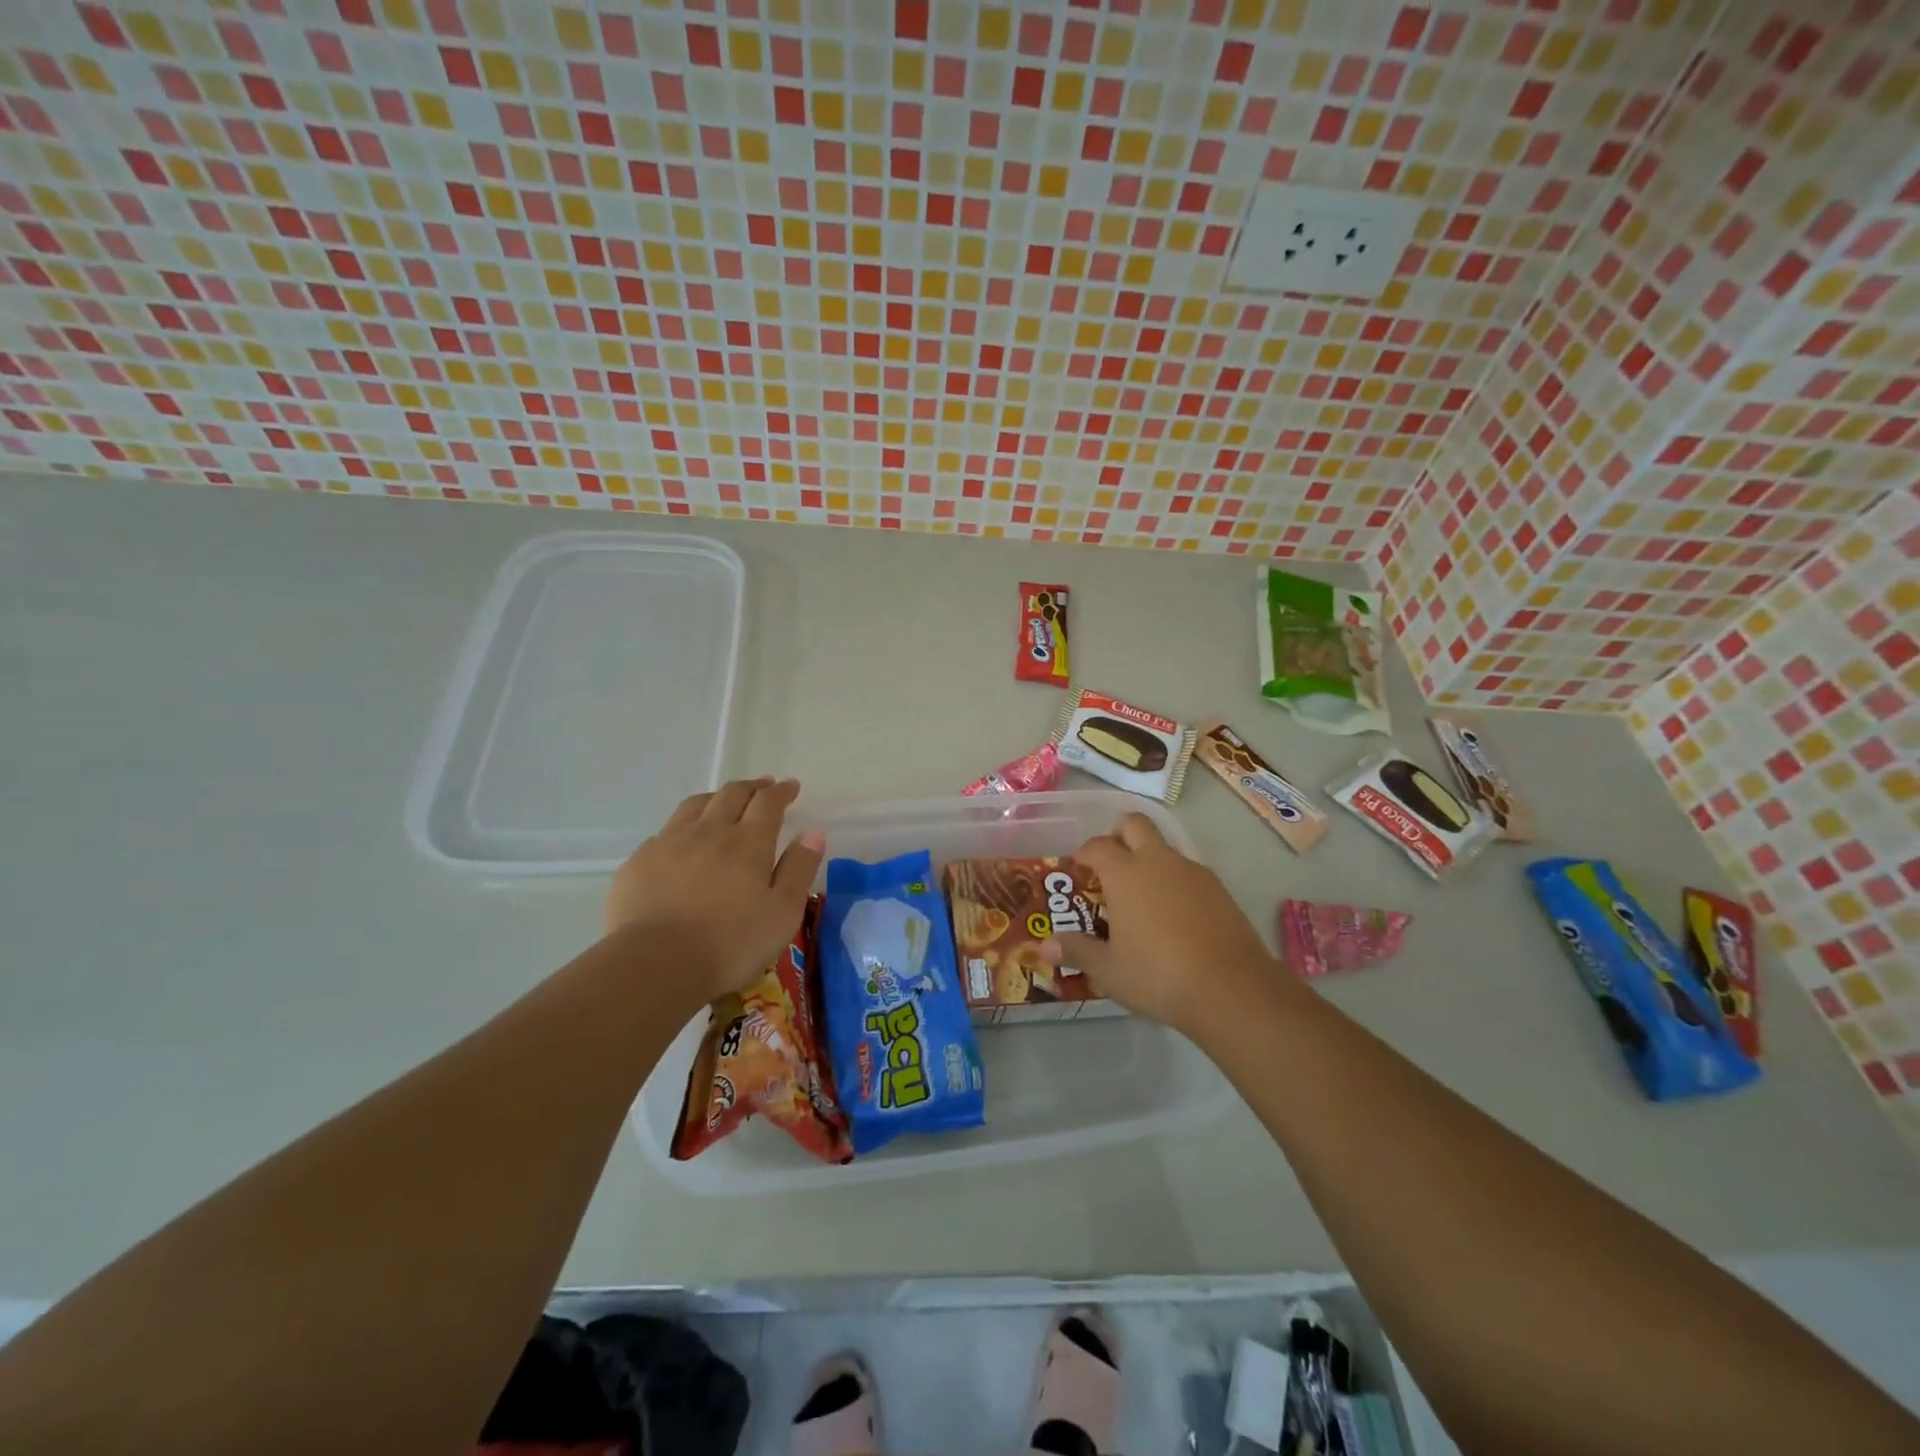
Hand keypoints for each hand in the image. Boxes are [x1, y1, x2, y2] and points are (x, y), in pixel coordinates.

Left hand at [604, 777, 825, 1003]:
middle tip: (763, 786)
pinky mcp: (639, 863)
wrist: (655, 963)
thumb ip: (799, 869)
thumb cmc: (731, 943)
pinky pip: (664, 832)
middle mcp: (709, 832)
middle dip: (752, 787)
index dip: (781, 791)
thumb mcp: (783, 912)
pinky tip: (681, 842)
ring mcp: (669, 843)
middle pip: (731, 794)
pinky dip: (682, 827)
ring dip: (716, 797)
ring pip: (695, 805)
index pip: (768, 803)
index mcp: (748, 842)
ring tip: (724, 801)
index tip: (791, 786)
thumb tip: (813, 833)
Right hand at [1042, 812, 1278, 1032]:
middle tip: (1111, 863)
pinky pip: (1188, 872)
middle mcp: (1158, 861)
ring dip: (1149, 860)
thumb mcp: (1108, 970)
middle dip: (1119, 833)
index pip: (1097, 845)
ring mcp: (1193, 872)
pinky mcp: (1219, 890)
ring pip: (1165, 848)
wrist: (1231, 989)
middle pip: (1135, 824)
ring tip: (1142, 899)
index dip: (1085, 852)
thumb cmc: (1157, 975)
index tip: (1079, 867)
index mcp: (1124, 873)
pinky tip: (1174, 917)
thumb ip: (1077, 951)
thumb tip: (1044, 946)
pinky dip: (1175, 883)